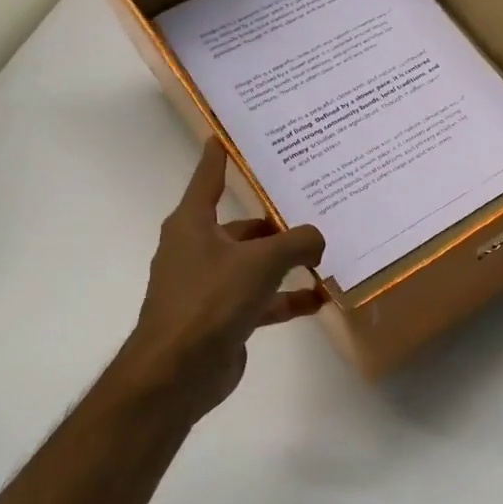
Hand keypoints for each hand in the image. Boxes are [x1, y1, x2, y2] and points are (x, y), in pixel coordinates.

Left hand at [113, 138, 326, 421]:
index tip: (229, 132)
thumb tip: (318, 238)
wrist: (177, 372)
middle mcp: (198, 249)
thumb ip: (297, 242)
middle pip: (241, 225)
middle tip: (312, 206)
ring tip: (325, 253)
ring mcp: (209, 285)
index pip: (208, 176)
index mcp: (193, 224)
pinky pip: (261, 298)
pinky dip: (286, 298)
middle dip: (275, 220)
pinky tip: (319, 298)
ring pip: (254, 263)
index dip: (219, 154)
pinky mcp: (222, 316)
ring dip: (286, 262)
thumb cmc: (211, 300)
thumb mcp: (261, 262)